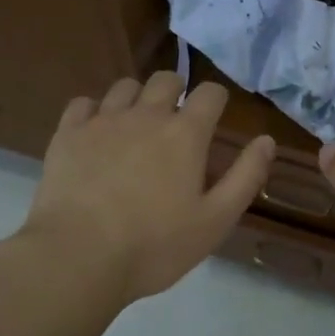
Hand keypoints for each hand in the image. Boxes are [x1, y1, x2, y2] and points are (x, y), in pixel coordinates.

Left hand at [18, 73, 274, 305]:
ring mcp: (103, 120)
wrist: (79, 257)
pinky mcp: (68, 133)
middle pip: (166, 79)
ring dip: (136, 98)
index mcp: (185, 134)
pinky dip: (93, 112)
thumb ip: (245, 176)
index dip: (216, 99)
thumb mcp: (216, 220)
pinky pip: (83, 103)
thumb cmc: (155, 245)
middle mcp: (146, 114)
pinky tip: (95, 134)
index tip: (214, 116)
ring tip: (135, 126)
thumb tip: (267, 139)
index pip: (210, 92)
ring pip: (124, 86)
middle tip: (175, 121)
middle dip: (176, 91)